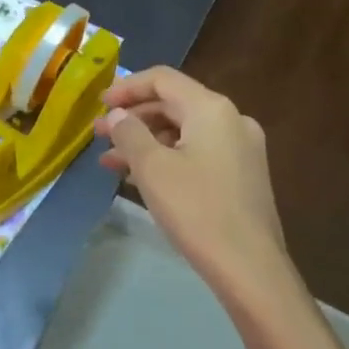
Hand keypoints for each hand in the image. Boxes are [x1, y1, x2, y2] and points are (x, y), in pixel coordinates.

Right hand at [94, 66, 287, 290]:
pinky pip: (197, 152)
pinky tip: (140, 178)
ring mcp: (241, 149)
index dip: (126, 87)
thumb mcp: (152, 167)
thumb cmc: (197, 209)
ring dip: (145, 141)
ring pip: (183, 131)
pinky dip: (167, 157)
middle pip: (173, 104)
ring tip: (110, 162)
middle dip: (132, 118)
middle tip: (99, 135)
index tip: (98, 105)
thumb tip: (117, 115)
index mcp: (211, 109)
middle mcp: (231, 120)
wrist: (250, 269)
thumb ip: (129, 133)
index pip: (162, 79)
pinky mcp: (243, 176)